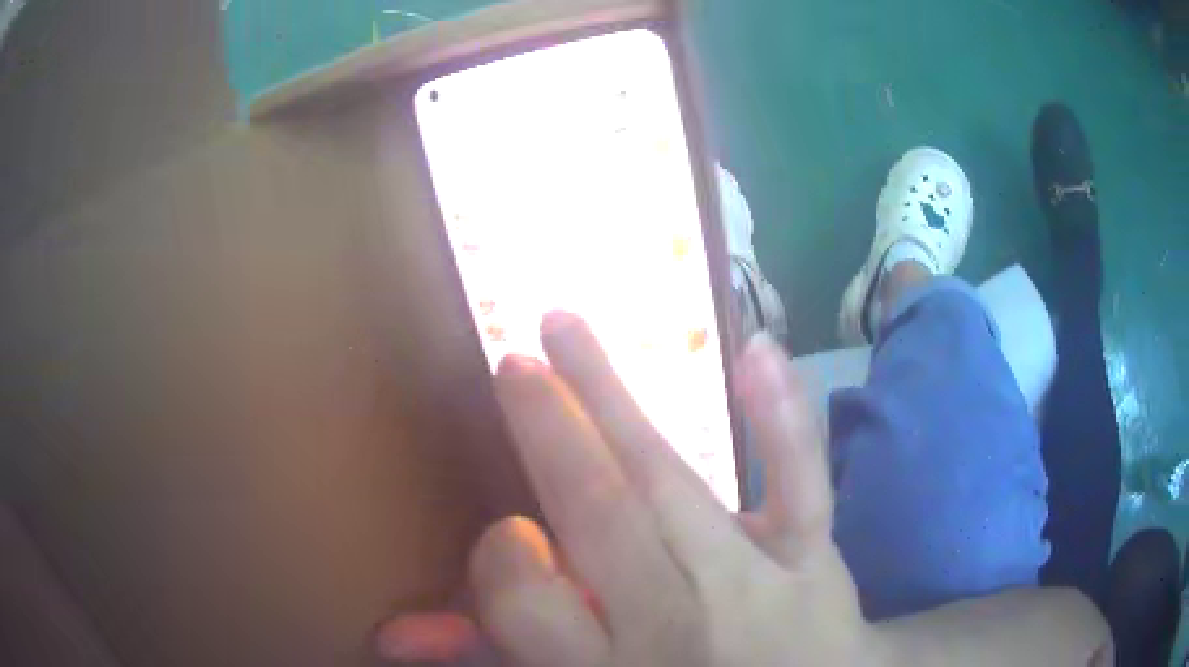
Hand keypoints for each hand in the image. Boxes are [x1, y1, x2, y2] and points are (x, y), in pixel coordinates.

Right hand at [378, 313, 878, 664]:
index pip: (527, 602)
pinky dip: (783, 420)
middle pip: (597, 516)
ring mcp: (751, 586)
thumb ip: (494, 658)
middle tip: (510, 364)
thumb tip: (395, 635)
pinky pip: (800, 488)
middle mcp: (673, 621)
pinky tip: (758, 349)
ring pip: (672, 484)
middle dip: (545, 431)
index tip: (506, 528)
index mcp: (608, 666)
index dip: (501, 560)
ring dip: (611, 396)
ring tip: (563, 326)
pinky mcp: (811, 560)